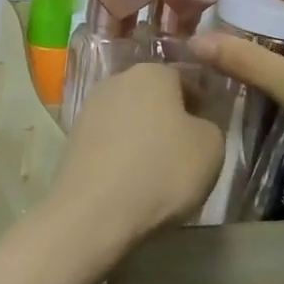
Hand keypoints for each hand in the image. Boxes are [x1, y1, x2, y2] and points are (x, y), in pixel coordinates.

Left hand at [45, 62, 224, 243]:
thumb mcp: (212, 147)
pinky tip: (129, 178)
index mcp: (151, 73)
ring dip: (141, 135)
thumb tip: (193, 125)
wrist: (95, 210)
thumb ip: (208, 126)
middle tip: (184, 148)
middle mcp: (114, 81)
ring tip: (156, 168)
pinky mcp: (71, 139)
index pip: (183, 77)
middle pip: (150, 95)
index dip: (199, 102)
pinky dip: (119, 153)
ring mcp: (88, 109)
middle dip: (167, 116)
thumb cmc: (162, 170)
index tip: (207, 127)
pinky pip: (107, 141)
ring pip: (126, 118)